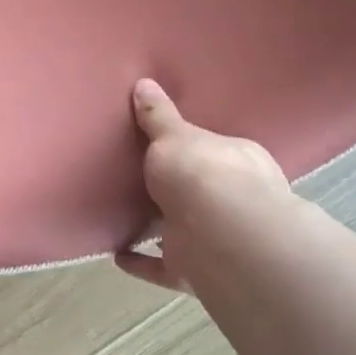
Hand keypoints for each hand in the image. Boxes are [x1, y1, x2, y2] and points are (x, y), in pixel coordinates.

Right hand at [116, 78, 296, 294]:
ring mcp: (217, 239)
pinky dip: (142, 263)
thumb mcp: (174, 135)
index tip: (169, 147)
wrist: (219, 236)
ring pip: (185, 231)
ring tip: (124, 217)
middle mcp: (235, 201)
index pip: (217, 151)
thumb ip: (158, 116)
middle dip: (180, 191)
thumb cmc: (202, 173)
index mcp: (238, 162)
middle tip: (143, 181)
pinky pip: (163, 266)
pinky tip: (117, 255)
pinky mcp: (196, 270)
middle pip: (203, 193)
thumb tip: (144, 83)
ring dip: (160, 228)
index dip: (196, 149)